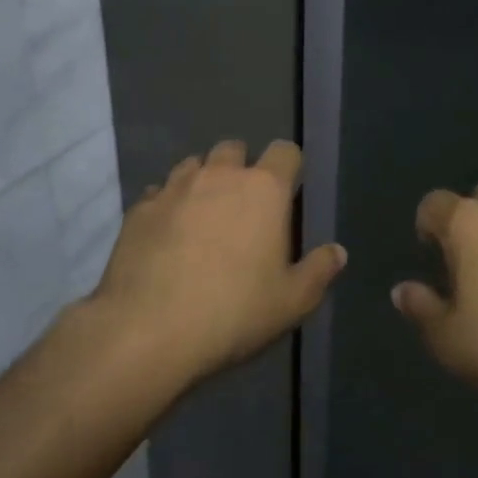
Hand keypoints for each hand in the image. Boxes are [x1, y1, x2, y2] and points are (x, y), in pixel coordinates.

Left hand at [92, 140, 343, 388]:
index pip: (285, 150)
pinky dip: (168, 204)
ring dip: (203, 181)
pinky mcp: (139, 208)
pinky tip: (167, 235)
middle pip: (234, 148)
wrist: (147, 330)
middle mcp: (219, 175)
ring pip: (194, 165)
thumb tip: (338, 251)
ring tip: (203, 217)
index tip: (287, 193)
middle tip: (243, 207)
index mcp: (264, 188)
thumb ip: (319, 271)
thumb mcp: (291, 302)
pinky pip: (159, 192)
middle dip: (241, 167)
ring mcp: (175, 187)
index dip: (289, 167)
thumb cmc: (233, 312)